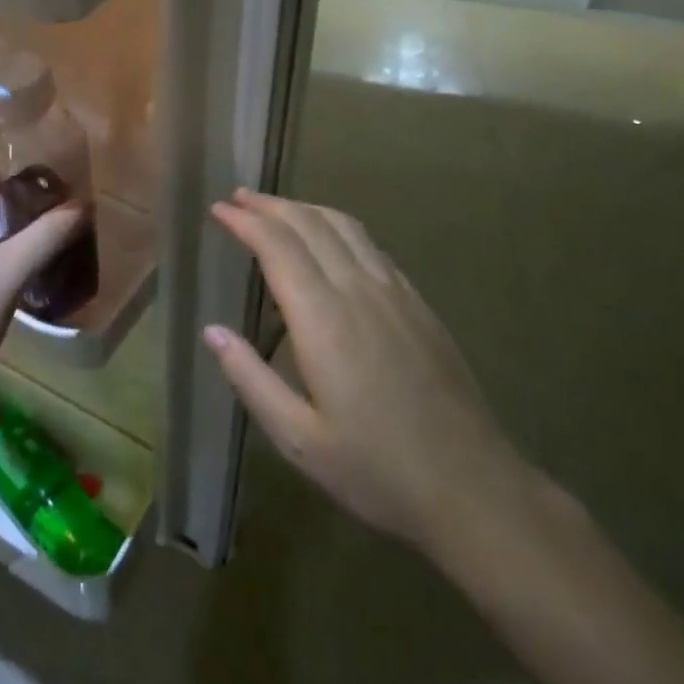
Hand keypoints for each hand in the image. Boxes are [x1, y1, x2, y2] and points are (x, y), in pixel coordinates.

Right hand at [206, 189, 543, 560]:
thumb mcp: (299, 439)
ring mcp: (394, 292)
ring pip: (344, 227)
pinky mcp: (417, 303)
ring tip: (276, 207)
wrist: (472, 486)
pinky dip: (338, 227)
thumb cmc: (377, 470)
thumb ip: (250, 379)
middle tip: (238, 197)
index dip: (245, 221)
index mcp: (324, 319)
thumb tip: (211, 330)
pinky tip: (331, 239)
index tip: (218, 209)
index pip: (278, 246)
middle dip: (270, 205)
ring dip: (304, 208)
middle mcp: (359, 291)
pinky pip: (371, 245)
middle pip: (309, 224)